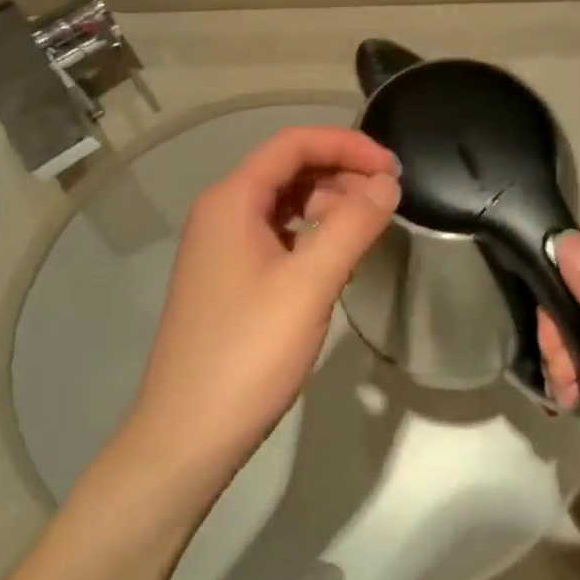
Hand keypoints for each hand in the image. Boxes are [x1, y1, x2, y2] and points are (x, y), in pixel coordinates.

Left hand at [124, 126, 399, 494]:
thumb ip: (352, 225)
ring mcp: (221, 246)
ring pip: (283, 203)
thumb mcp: (309, 285)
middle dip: (341, 173)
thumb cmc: (247, 353)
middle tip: (389, 197)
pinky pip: (276, 235)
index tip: (393, 167)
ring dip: (329, 203)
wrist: (185, 436)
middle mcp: (222, 212)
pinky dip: (311, 234)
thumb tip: (387, 181)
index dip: (347, 145)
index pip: (294, 144)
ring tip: (370, 226)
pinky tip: (338, 257)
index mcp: (232, 200)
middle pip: (288, 169)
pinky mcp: (228, 278)